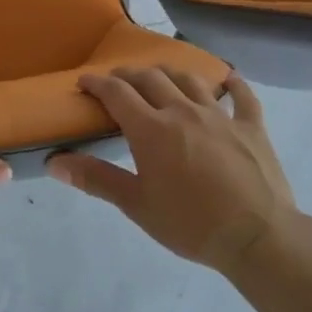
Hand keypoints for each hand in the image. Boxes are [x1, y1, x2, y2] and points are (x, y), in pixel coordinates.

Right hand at [48, 66, 295, 271]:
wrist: (257, 237)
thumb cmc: (190, 224)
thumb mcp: (136, 205)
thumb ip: (96, 179)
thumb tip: (54, 162)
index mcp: (151, 128)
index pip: (116, 93)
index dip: (97, 83)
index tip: (84, 82)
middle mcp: (182, 111)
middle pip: (150, 79)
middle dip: (129, 75)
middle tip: (117, 81)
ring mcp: (220, 116)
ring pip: (190, 80)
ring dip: (169, 74)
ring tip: (160, 77)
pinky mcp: (251, 127)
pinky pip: (242, 96)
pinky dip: (232, 84)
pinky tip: (228, 80)